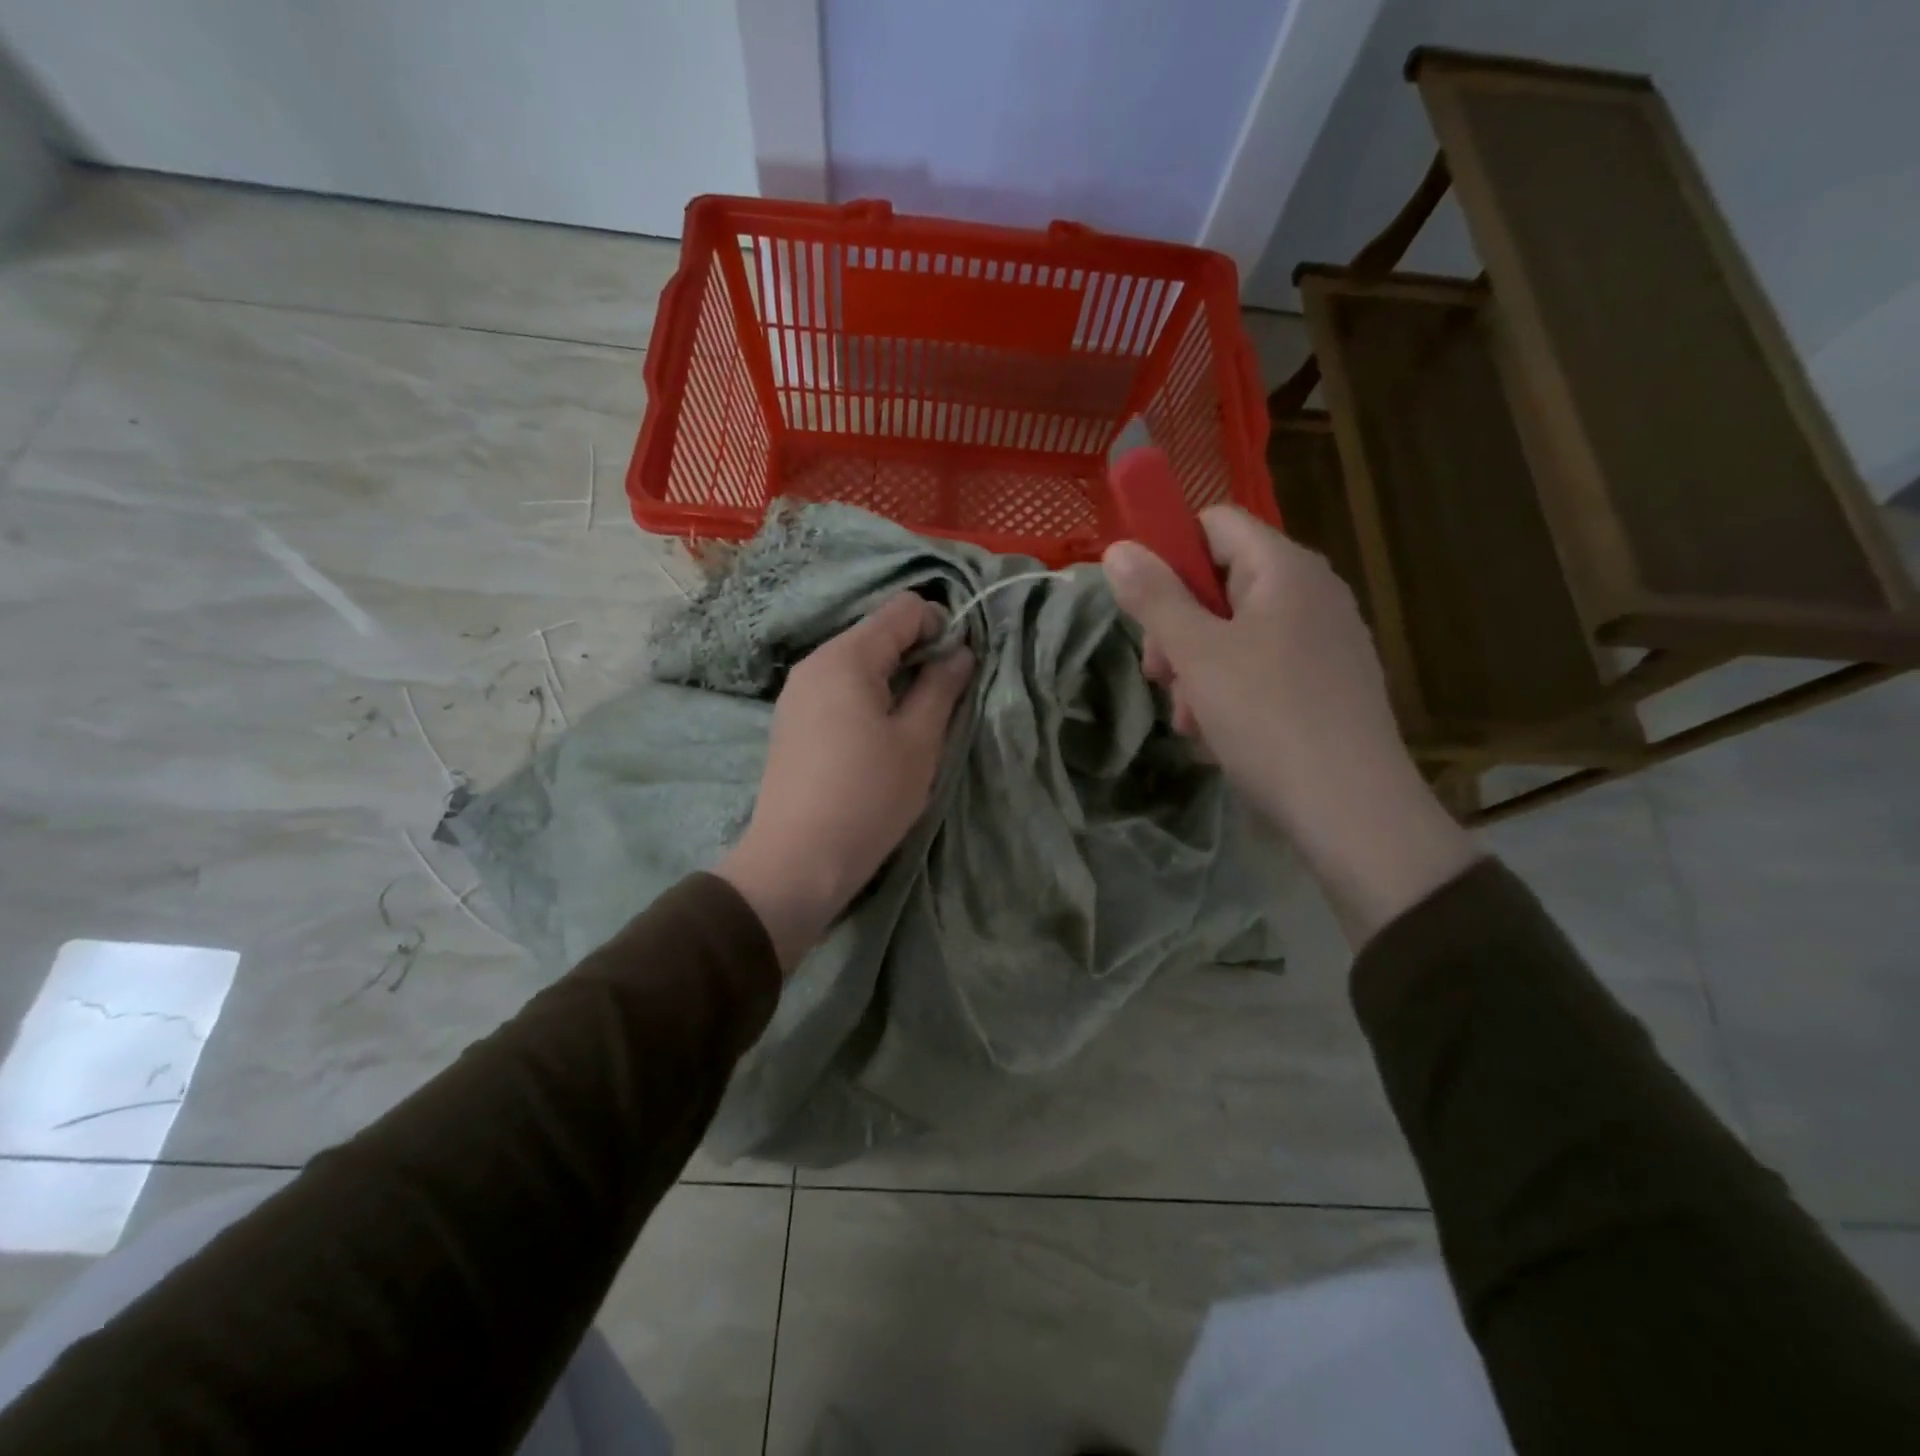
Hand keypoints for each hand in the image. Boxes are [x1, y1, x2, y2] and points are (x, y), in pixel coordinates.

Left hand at [716, 593, 973, 970]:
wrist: (797, 861)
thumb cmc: (868, 796)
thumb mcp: (918, 741)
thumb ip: (942, 687)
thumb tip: (960, 652)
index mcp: (846, 657)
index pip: (904, 608)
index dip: (941, 627)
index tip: (958, 670)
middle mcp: (815, 663)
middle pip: (878, 632)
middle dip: (918, 655)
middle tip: (942, 702)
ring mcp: (798, 692)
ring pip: (859, 663)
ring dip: (895, 680)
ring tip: (912, 726)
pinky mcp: (792, 721)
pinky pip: (839, 690)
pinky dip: (868, 698)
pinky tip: (878, 740)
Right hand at [1103, 507, 1474, 943]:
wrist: (1352, 807)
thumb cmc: (1267, 717)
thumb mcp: (1197, 655)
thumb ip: (1155, 598)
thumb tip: (1118, 549)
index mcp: (1285, 568)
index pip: (1215, 523)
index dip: (1171, 552)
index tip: (1143, 606)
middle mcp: (1313, 591)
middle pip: (1223, 581)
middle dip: (1179, 626)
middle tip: (1160, 675)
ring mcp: (1326, 637)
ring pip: (1238, 630)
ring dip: (1199, 666)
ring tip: (1189, 717)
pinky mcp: (1330, 680)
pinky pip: (1265, 664)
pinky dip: (1232, 688)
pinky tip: (1218, 732)